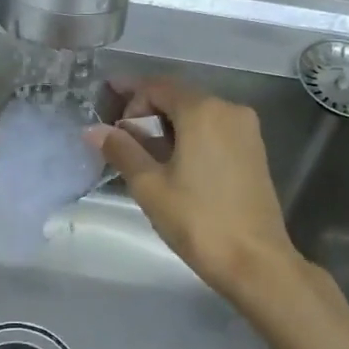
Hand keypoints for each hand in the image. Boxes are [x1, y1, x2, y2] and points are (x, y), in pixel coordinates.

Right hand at [87, 79, 303, 299]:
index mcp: (203, 110)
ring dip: (167, 124)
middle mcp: (229, 109)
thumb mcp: (149, 186)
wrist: (255, 262)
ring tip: (140, 151)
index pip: (157, 86)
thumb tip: (93, 130)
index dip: (129, 94)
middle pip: (179, 96)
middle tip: (118, 134)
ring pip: (197, 114)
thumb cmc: (197, 220)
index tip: (105, 108)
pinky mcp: (254, 151)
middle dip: (146, 109)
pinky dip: (189, 136)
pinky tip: (172, 161)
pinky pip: (214, 130)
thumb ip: (121, 150)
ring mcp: (246, 130)